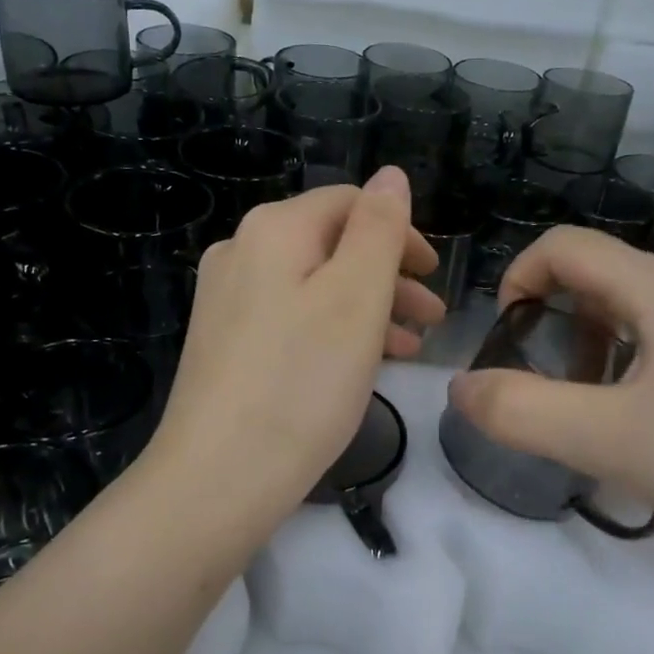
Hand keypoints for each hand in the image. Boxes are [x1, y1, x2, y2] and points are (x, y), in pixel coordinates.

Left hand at [145, 167, 443, 534]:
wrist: (218, 477)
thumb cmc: (302, 382)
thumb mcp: (356, 297)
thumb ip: (379, 229)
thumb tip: (391, 176)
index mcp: (273, 230)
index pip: (349, 203)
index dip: (400, 232)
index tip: (434, 276)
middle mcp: (241, 253)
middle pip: (332, 245)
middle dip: (389, 275)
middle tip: (432, 315)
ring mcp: (227, 300)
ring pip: (314, 286)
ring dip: (368, 307)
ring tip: (410, 347)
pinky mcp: (225, 343)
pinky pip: (292, 319)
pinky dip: (334, 331)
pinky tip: (362, 365)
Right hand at [448, 228, 653, 571]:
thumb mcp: (607, 441)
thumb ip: (519, 411)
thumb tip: (461, 386)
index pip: (567, 246)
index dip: (517, 278)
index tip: (503, 340)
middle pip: (602, 277)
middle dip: (554, 324)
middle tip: (546, 388)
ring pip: (639, 313)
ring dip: (594, 349)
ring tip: (593, 416)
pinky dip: (636, 370)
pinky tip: (650, 432)